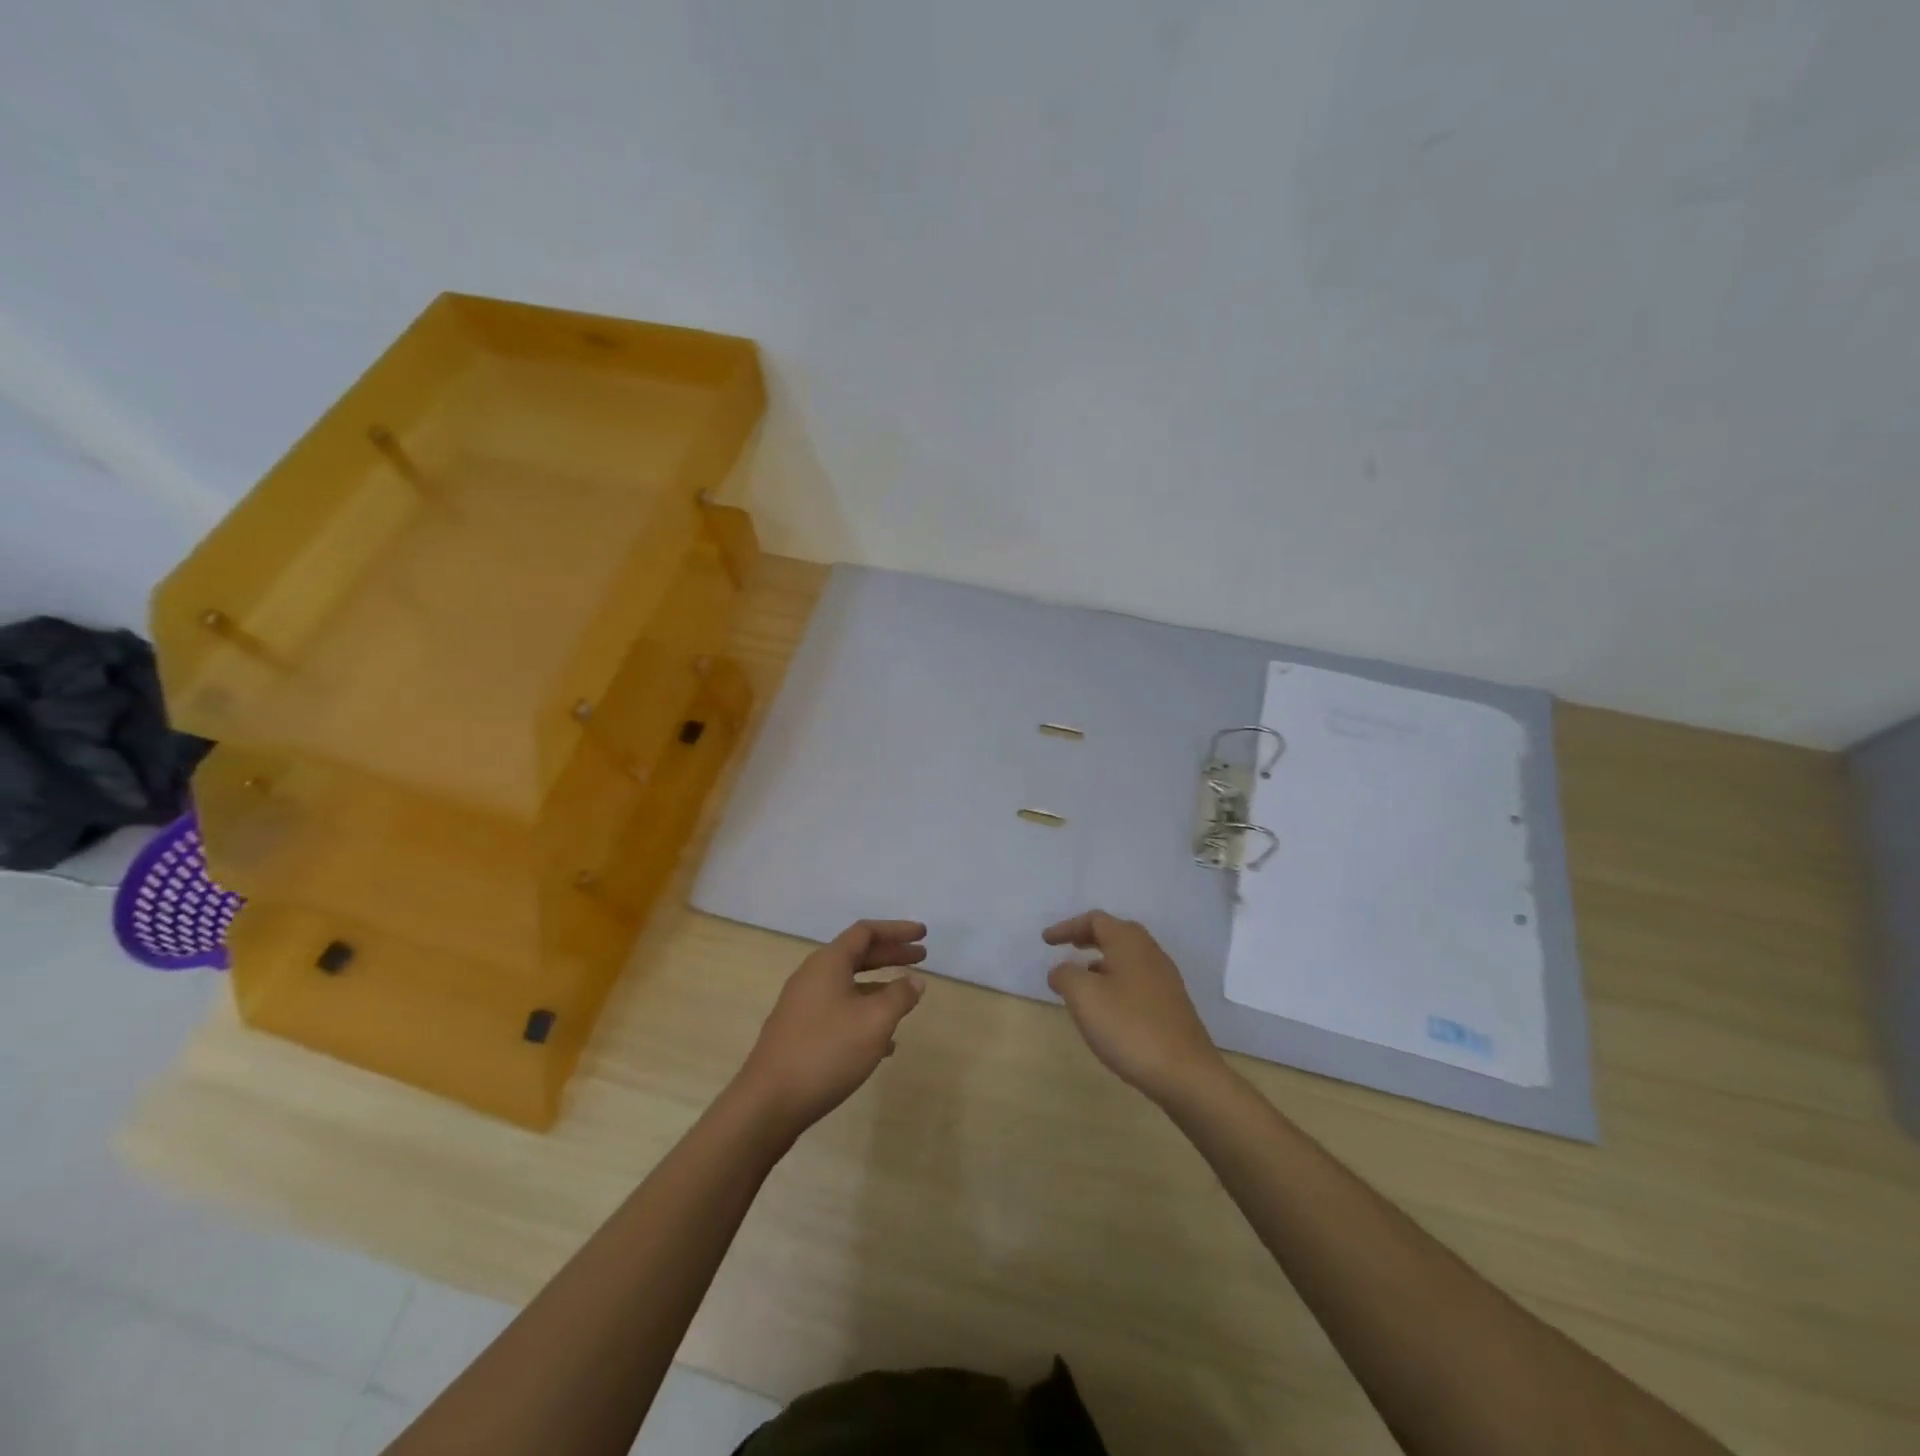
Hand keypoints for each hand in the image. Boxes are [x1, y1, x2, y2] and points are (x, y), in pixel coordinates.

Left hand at [733, 920, 927, 1137]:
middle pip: (857, 956)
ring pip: (848, 986)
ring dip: (879, 987)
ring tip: (906, 1000)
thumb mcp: (874, 1022)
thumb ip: (900, 996)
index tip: (922, 934)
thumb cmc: (827, 1051)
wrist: (768, 1103)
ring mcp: (802, 1006)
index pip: (865, 932)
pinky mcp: (799, 1033)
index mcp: (828, 963)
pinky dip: (864, 1015)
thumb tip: (914, 980)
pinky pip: (838, 1011)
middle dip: (891, 956)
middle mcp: (812, 977)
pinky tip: (883, 1044)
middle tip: (921, 959)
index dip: (896, 930)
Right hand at [1043, 911, 1226, 1105]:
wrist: (1185, 1073)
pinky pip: (1136, 981)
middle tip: (1066, 948)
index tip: (1046, 941)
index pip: (1095, 920)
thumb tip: (1061, 970)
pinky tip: (1106, 1008)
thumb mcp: (1084, 996)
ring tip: (1081, 982)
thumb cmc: (1128, 1026)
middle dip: (1087, 939)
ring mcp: (1165, 979)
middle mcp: (1150, 953)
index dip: (1067, 927)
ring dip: (1101, 963)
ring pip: (1126, 959)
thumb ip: (1065, 975)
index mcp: (1129, 942)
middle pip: (1114, 935)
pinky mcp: (1171, 1005)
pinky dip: (1115, 982)